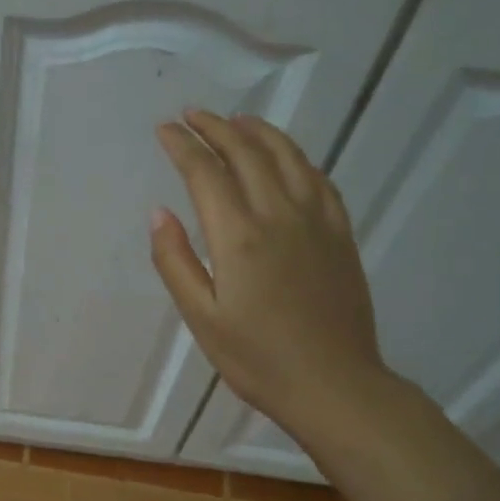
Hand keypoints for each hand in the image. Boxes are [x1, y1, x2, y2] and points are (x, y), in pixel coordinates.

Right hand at [152, 111, 387, 431]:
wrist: (334, 385)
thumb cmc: (257, 359)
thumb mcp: (202, 318)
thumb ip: (175, 261)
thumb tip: (159, 212)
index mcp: (239, 236)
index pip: (205, 173)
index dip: (182, 146)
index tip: (164, 129)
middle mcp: (279, 215)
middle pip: (246, 152)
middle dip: (215, 127)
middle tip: (192, 115)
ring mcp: (316, 220)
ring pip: (287, 156)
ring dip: (258, 132)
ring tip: (236, 120)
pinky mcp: (340, 233)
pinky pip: (318, 179)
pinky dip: (296, 157)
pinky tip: (286, 157)